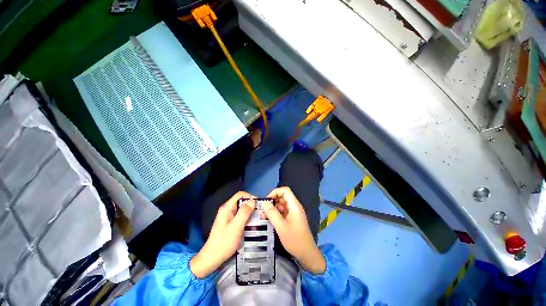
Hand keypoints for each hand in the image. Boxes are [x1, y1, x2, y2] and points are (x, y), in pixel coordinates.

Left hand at [190, 191, 255, 277]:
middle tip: (260, 213)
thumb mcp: (236, 227)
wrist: (212, 259)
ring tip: (258, 219)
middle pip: (242, 201)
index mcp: (227, 208)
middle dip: (251, 205)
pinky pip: (240, 216)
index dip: (250, 197)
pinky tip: (252, 225)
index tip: (258, 204)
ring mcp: (228, 216)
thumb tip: (253, 200)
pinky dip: (247, 218)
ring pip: (242, 209)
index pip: (240, 195)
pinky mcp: (230, 223)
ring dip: (250, 213)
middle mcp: (227, 209)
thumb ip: (244, 212)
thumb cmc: (224, 242)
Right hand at [262, 187, 325, 273]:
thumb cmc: (294, 239)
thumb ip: (272, 213)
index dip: (275, 192)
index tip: (267, 200)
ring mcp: (294, 212)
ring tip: (263, 216)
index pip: (285, 190)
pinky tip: (269, 219)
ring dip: (273, 208)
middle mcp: (295, 206)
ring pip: (282, 205)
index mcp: (294, 205)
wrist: (307, 254)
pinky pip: (283, 212)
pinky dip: (276, 214)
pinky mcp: (292, 218)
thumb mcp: (281, 226)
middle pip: (283, 197)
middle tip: (263, 209)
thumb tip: (264, 203)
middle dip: (272, 201)